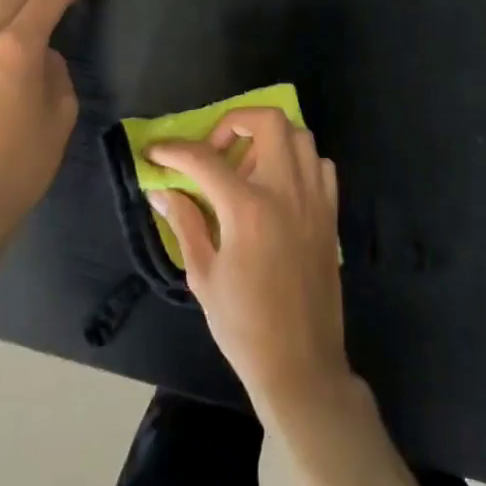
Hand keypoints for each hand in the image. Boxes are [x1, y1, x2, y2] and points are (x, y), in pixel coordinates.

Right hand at [147, 109, 350, 421]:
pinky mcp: (330, 213)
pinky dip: (298, 161)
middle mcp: (286, 191)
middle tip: (214, 152)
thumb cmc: (244, 326)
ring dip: (267, 138)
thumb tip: (161, 190)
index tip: (155, 151)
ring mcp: (314, 199)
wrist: (301, 364)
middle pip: (267, 121)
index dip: (174, 150)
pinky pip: (320, 165)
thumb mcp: (203, 275)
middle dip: (233, 123)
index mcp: (248, 209)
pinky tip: (278, 186)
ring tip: (245, 168)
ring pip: (298, 135)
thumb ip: (184, 222)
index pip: (205, 159)